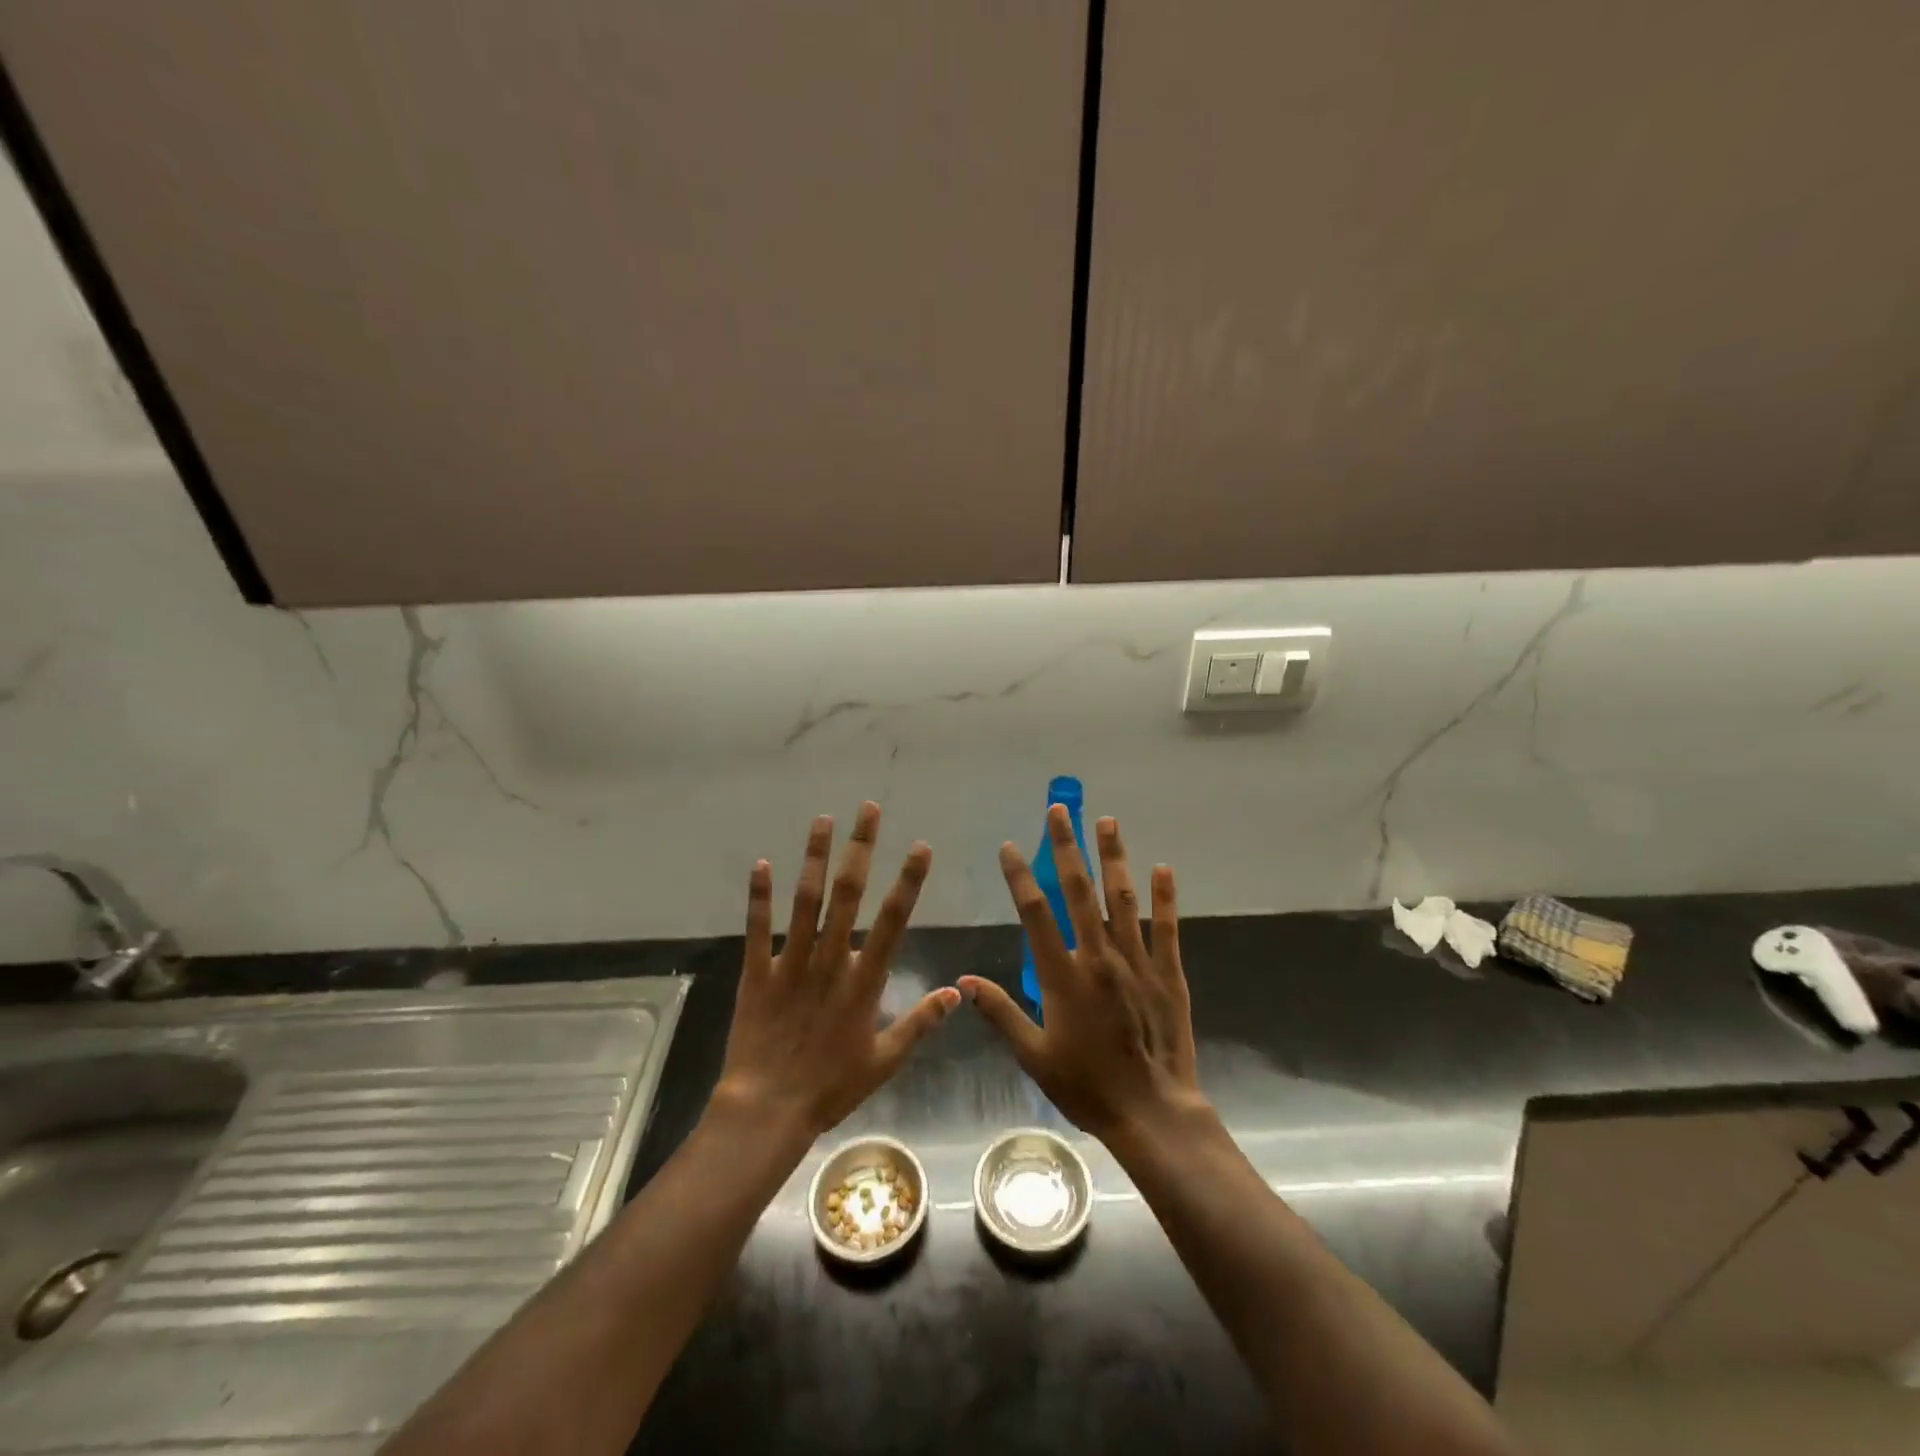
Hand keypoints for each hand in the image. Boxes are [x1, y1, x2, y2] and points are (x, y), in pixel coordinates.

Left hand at [713, 802, 960, 1140]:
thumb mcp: (885, 1061)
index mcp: (864, 980)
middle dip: (860, 848)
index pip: (893, 920)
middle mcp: (830, 960)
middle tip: (867, 809)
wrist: (768, 1110)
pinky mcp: (757, 973)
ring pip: (805, 901)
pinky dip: (759, 896)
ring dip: (814, 857)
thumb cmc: (831, 1087)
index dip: (908, 881)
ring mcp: (791, 963)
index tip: (919, 847)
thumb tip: (956, 991)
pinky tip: (760, 864)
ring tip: (822, 819)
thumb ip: (921, 1022)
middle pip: (848, 894)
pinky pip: (757, 929)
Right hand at [959, 808, 1204, 1141]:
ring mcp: (1137, 962)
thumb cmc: (1086, 1086)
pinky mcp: (1167, 974)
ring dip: (1113, 857)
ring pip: (1122, 899)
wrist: (1151, 1112)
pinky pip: (1165, 928)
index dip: (1020, 877)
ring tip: (1107, 821)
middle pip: (1080, 892)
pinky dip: (1163, 897)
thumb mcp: (1034, 1056)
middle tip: (1060, 810)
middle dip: (1067, 847)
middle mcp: (1099, 958)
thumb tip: (965, 981)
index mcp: (1064, 976)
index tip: (1009, 847)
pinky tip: (1163, 869)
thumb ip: (1001, 1013)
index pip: (1036, 914)